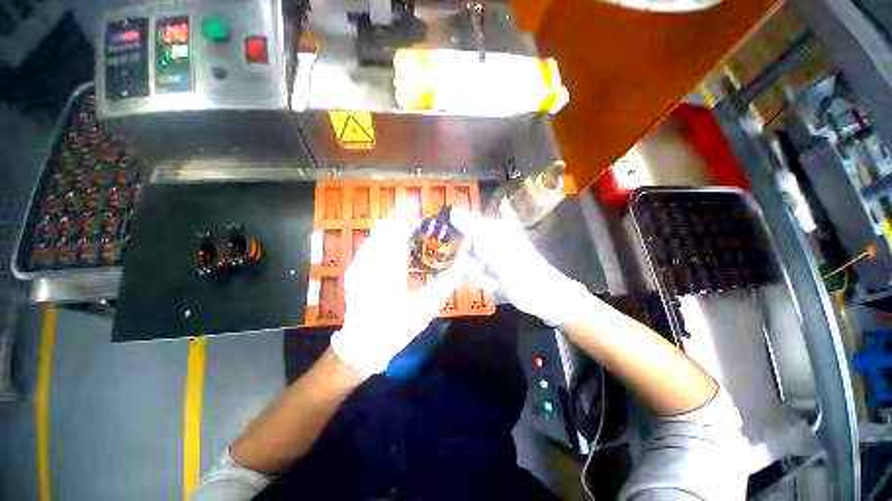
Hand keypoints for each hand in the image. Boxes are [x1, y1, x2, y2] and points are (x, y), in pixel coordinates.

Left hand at [330, 201, 467, 374]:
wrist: (362, 344)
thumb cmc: (395, 328)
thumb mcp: (423, 310)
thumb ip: (443, 287)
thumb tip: (460, 268)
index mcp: (388, 274)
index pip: (397, 237)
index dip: (407, 220)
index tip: (417, 207)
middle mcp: (370, 265)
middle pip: (383, 232)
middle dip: (398, 217)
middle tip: (413, 208)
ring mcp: (358, 266)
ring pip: (375, 237)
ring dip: (390, 225)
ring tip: (405, 218)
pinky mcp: (355, 270)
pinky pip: (370, 246)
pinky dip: (382, 237)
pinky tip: (392, 236)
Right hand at [449, 207, 590, 326]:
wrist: (543, 296)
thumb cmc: (522, 269)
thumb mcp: (495, 247)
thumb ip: (473, 229)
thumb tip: (453, 210)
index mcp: (492, 229)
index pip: (464, 228)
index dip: (462, 243)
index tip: (463, 255)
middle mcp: (489, 240)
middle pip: (464, 249)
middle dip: (470, 265)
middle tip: (482, 270)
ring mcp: (490, 257)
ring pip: (468, 265)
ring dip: (478, 276)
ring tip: (494, 281)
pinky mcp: (491, 271)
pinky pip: (475, 275)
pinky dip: (483, 282)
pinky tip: (495, 286)